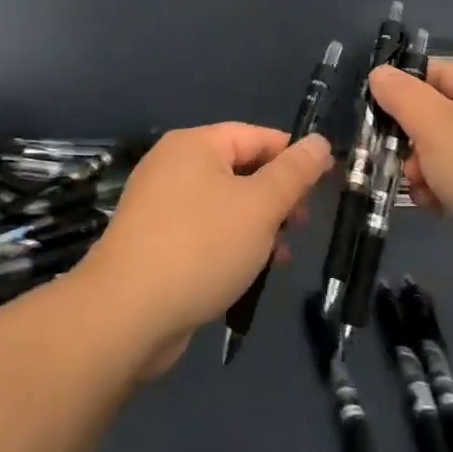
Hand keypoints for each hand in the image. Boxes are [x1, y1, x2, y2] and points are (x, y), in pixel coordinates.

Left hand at [76, 124, 332, 375]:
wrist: (125, 315)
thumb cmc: (201, 247)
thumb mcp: (260, 206)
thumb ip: (294, 173)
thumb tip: (320, 142)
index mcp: (195, 145)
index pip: (257, 136)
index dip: (294, 156)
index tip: (327, 183)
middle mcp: (173, 167)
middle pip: (240, 170)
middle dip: (277, 197)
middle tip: (303, 225)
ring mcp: (160, 206)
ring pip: (224, 205)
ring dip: (258, 226)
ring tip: (281, 256)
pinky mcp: (154, 244)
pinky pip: (204, 233)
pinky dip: (231, 245)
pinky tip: (249, 274)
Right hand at [368, 61, 452, 304]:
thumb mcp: (437, 128)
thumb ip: (402, 97)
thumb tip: (380, 72)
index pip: (434, 74)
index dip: (402, 94)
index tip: (376, 122)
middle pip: (439, 115)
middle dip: (413, 141)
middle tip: (400, 165)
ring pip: (450, 152)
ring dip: (426, 171)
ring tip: (423, 194)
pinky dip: (448, 192)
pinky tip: (439, 211)